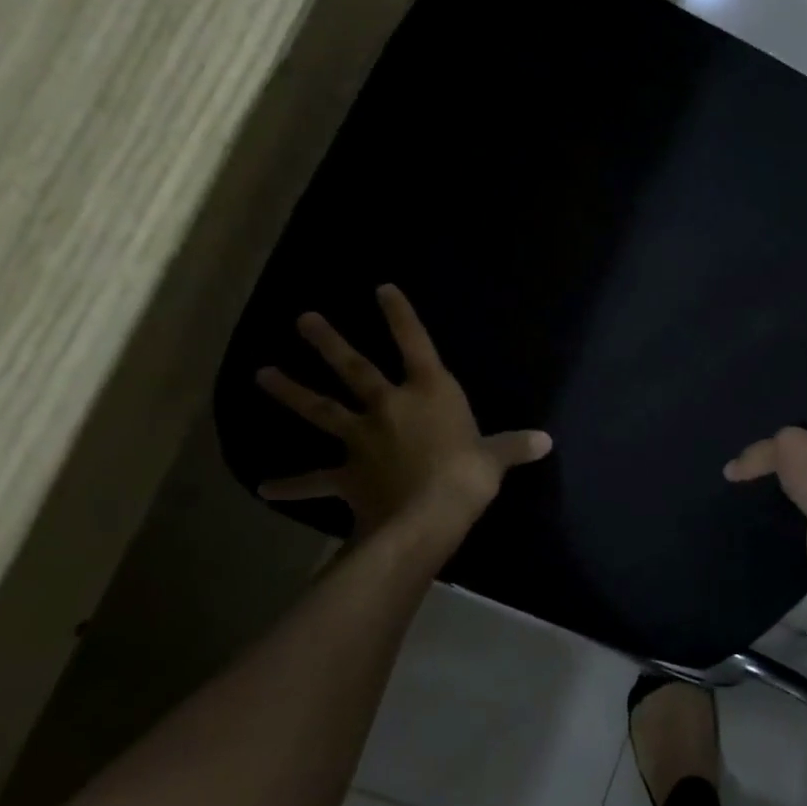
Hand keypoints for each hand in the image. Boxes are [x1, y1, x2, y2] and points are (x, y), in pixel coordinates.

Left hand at [255, 284, 550, 536]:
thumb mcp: (496, 459)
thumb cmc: (466, 476)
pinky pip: (314, 479)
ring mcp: (362, 439)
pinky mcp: (346, 475)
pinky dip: (291, 484)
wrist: (426, 516)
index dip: (400, 316)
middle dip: (329, 343)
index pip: (415, 345)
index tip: (381, 289)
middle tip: (303, 320)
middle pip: (354, 369)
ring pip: (321, 410)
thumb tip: (545, 441)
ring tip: (261, 374)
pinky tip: (265, 488)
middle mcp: (390, 407)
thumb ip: (515, 446)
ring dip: (290, 392)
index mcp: (429, 393)